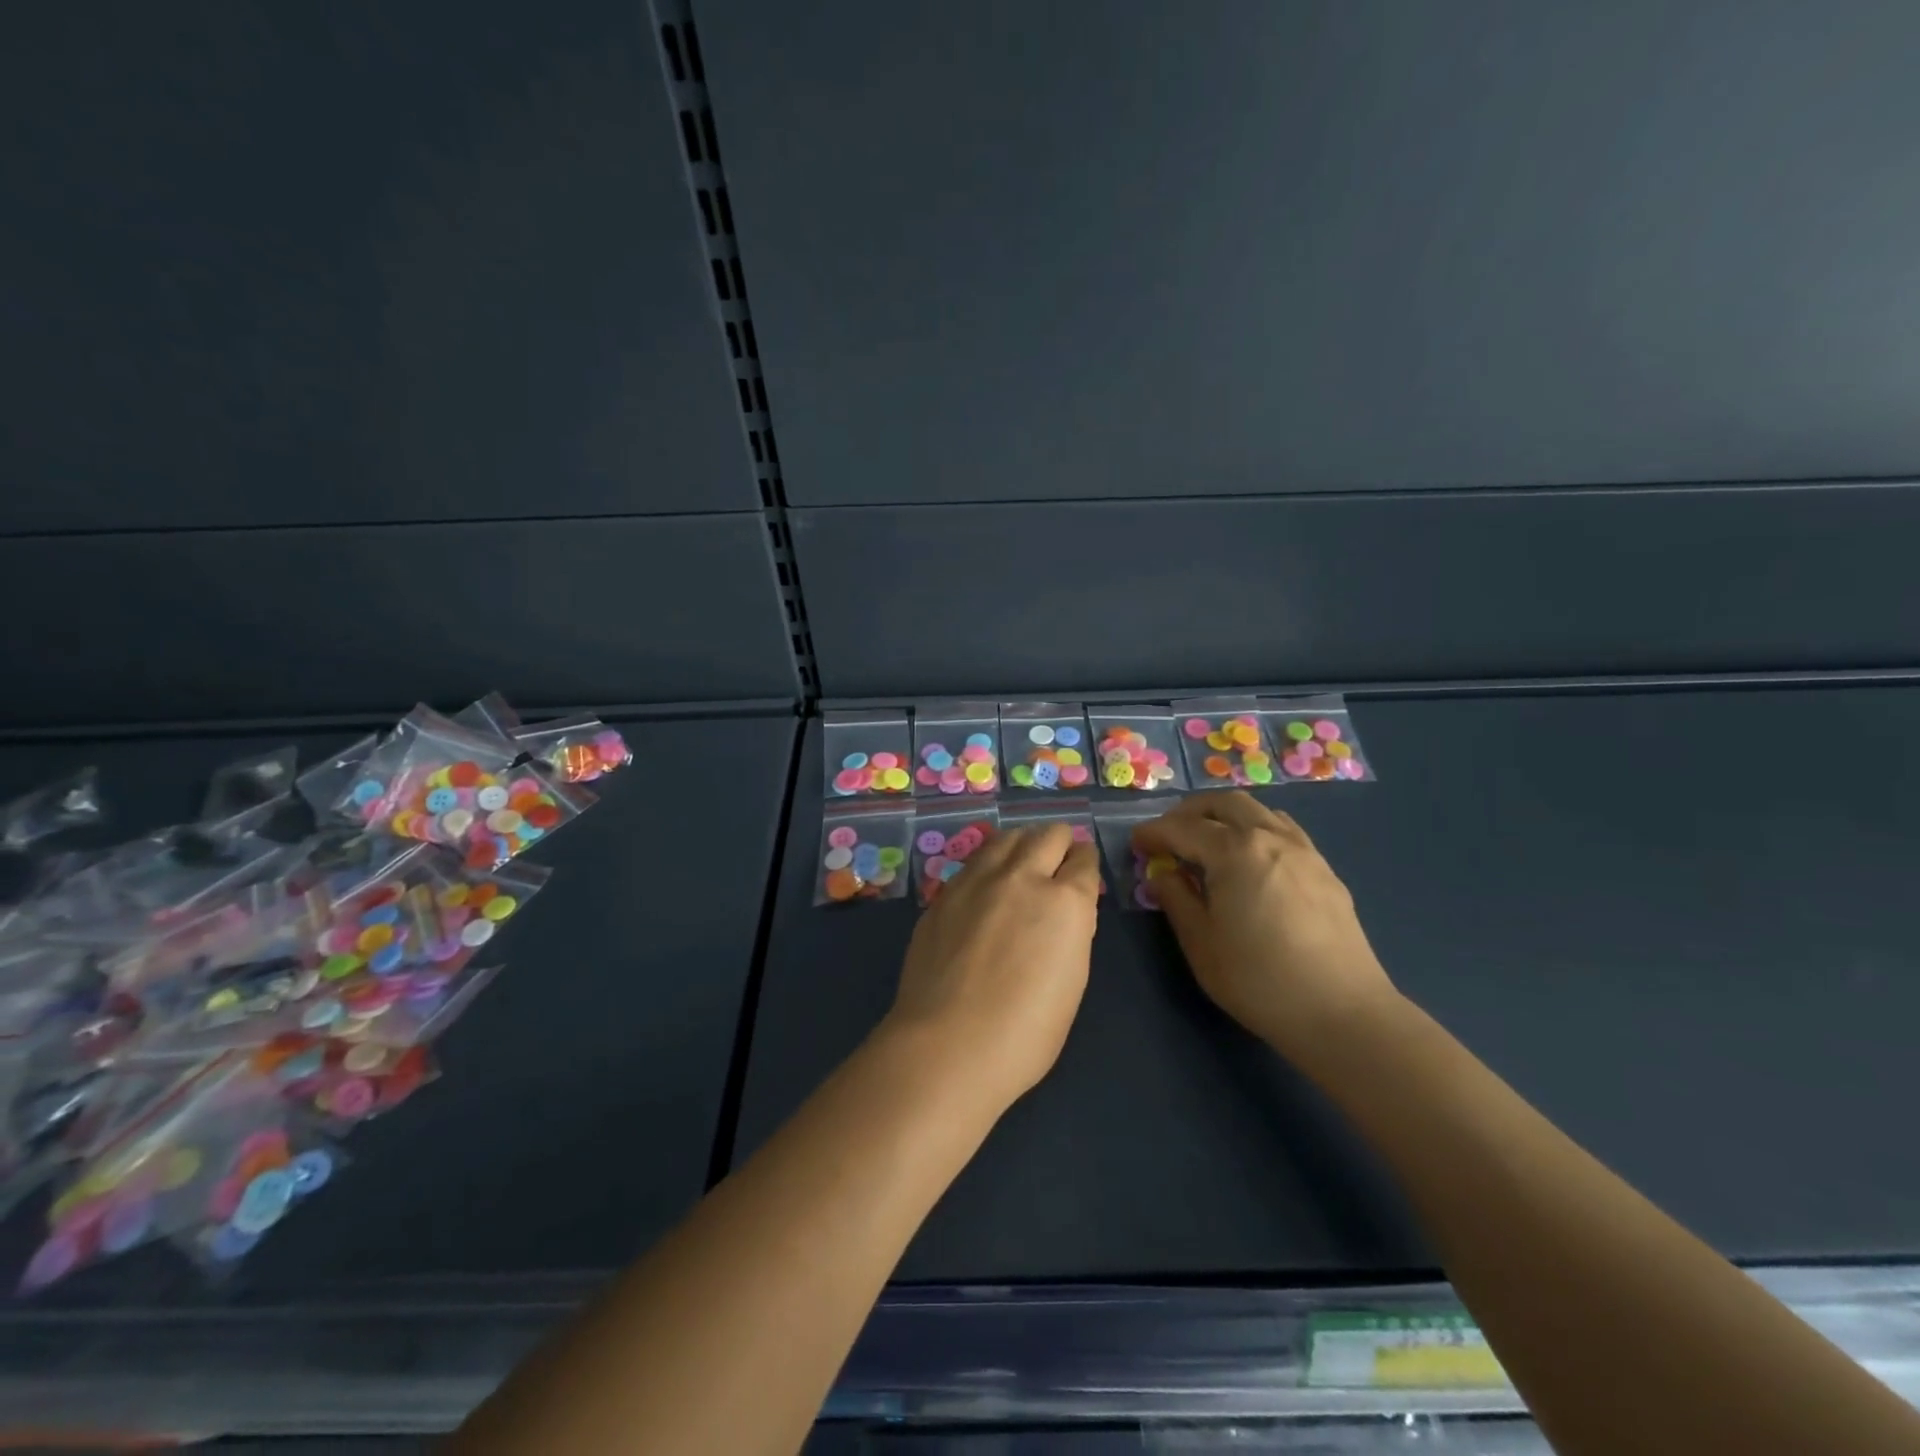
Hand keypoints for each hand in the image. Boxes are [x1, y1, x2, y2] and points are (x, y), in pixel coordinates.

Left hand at [881, 824, 1101, 1114]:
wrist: (948, 1044)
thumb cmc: (1025, 1033)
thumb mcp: (1072, 983)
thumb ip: (1071, 933)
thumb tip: (1063, 914)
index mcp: (1066, 903)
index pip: (1084, 860)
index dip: (1085, 864)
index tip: (1082, 873)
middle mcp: (1024, 877)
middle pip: (1049, 834)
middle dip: (1059, 844)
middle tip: (1056, 865)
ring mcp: (979, 879)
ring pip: (1009, 836)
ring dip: (1024, 844)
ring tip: (1023, 863)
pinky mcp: (946, 891)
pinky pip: (976, 860)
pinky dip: (990, 863)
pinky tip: (987, 884)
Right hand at [1132, 793, 1396, 1055]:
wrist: (1342, 1012)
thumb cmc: (1259, 979)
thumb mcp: (1200, 943)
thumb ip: (1176, 899)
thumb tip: (1163, 874)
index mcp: (1234, 851)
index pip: (1183, 828)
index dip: (1154, 833)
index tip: (1136, 844)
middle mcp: (1270, 837)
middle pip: (1223, 803)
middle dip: (1189, 812)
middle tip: (1169, 834)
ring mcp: (1303, 850)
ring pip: (1258, 810)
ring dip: (1225, 816)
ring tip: (1208, 842)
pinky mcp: (1324, 870)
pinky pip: (1283, 830)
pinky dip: (1256, 830)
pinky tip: (1251, 860)